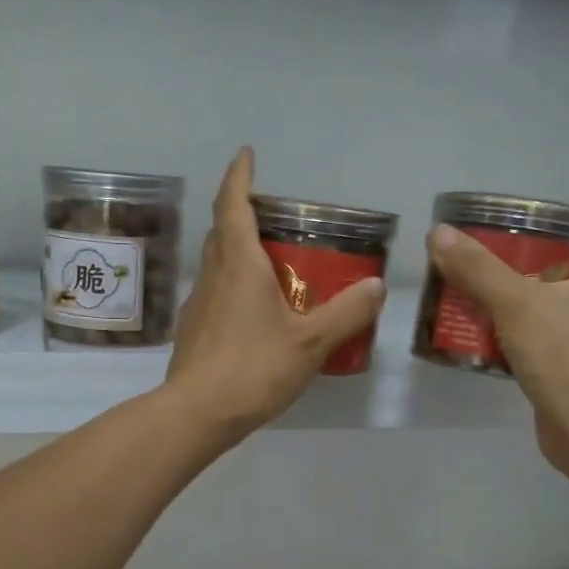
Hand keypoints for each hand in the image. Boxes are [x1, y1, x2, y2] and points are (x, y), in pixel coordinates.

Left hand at [166, 149, 385, 442]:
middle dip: (242, 213)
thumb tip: (375, 285)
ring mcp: (199, 304)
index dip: (239, 176)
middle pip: (222, 231)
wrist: (198, 413)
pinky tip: (256, 312)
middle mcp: (213, 275)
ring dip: (238, 252)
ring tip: (271, 263)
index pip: (233, 204)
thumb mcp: (311, 342)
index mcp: (239, 264)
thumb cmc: (254, 367)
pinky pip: (217, 294)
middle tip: (273, 216)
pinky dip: (235, 287)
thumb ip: (346, 313)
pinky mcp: (194, 331)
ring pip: (217, 263)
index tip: (246, 155)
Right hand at [425, 223, 568, 473]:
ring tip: (492, 307)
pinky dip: (528, 350)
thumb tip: (438, 233)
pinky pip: (551, 355)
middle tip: (508, 272)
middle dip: (549, 278)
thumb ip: (477, 269)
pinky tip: (494, 349)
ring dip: (535, 315)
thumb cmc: (563, 351)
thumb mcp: (513, 301)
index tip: (557, 244)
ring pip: (565, 322)